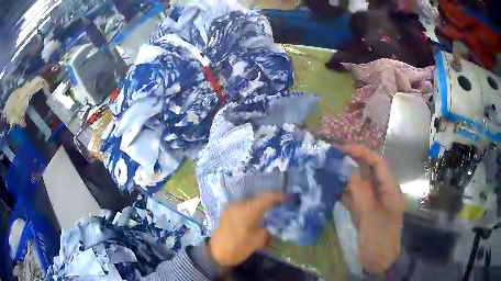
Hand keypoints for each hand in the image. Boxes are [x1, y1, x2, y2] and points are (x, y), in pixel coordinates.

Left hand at [208, 192, 284, 266]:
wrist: (216, 254)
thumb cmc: (238, 248)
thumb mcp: (258, 240)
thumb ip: (266, 230)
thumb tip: (270, 226)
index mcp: (248, 210)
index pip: (266, 197)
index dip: (279, 196)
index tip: (288, 198)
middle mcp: (238, 205)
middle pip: (257, 198)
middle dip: (269, 200)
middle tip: (280, 205)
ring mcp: (231, 208)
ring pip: (249, 202)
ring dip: (259, 205)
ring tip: (270, 210)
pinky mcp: (227, 213)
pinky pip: (242, 207)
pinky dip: (251, 209)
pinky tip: (257, 216)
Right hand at [342, 144, 404, 273]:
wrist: (379, 262)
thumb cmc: (380, 239)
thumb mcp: (371, 216)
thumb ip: (361, 192)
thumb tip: (349, 171)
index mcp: (389, 189)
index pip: (378, 164)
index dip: (363, 153)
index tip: (345, 149)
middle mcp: (381, 192)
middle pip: (368, 172)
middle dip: (352, 162)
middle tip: (332, 156)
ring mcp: (371, 203)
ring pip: (359, 184)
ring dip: (345, 177)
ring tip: (328, 168)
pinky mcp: (363, 213)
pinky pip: (353, 198)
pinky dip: (343, 192)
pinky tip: (331, 188)